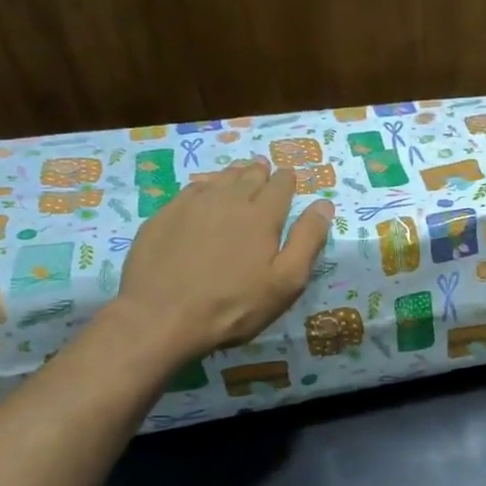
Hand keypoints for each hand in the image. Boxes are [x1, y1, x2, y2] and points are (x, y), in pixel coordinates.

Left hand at [110, 161, 332, 364]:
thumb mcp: (286, 281)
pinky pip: (192, 189)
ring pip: (220, 178)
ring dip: (234, 174)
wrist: (162, 316)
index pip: (280, 185)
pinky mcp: (165, 215)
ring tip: (239, 173)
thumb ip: (307, 240)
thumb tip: (324, 205)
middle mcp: (229, 199)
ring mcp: (193, 204)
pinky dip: (205, 185)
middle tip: (264, 169)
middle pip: (249, 175)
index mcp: (263, 215)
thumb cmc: (235, 305)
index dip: (287, 179)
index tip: (289, 177)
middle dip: (261, 171)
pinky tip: (204, 192)